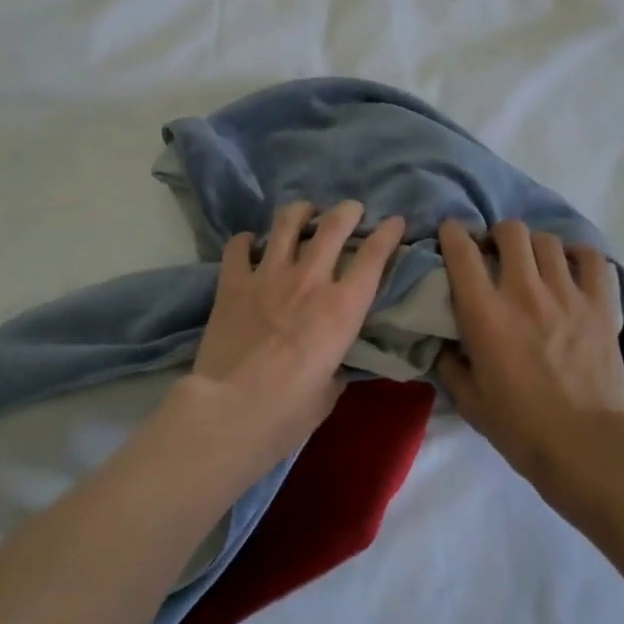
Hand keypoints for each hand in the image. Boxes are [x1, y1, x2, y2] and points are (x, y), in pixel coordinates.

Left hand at [187, 200, 406, 455]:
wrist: (229, 411)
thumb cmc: (287, 413)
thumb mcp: (329, 391)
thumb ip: (336, 365)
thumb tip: (333, 361)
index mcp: (343, 308)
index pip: (374, 256)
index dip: (388, 233)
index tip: (395, 221)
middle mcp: (310, 280)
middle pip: (334, 225)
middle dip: (348, 211)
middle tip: (351, 210)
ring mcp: (268, 276)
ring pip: (287, 222)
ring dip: (300, 211)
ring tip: (304, 212)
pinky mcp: (233, 282)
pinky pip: (239, 246)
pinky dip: (247, 241)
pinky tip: (250, 244)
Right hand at [437, 218, 623, 487]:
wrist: (585, 446)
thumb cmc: (520, 427)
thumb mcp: (468, 400)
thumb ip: (450, 363)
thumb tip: (445, 340)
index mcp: (485, 314)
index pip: (462, 251)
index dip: (452, 233)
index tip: (452, 236)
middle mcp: (524, 292)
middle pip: (510, 231)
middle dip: (498, 235)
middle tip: (497, 254)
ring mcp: (567, 294)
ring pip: (548, 240)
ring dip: (535, 247)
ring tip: (535, 265)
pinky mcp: (600, 304)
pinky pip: (591, 258)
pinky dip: (578, 257)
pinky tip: (571, 270)